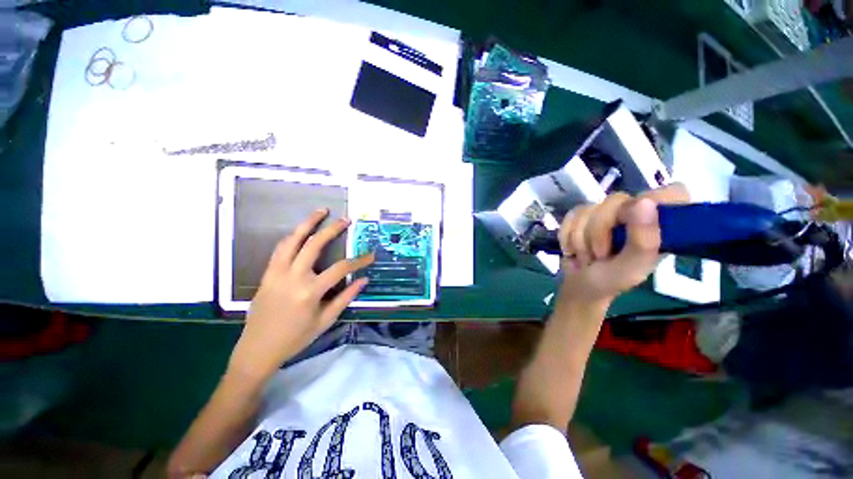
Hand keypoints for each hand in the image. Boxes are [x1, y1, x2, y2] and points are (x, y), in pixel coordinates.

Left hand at [228, 209, 373, 382]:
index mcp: (310, 291)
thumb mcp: (325, 321)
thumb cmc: (295, 338)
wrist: (257, 349)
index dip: (359, 261)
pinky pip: (281, 248)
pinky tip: (302, 231)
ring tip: (321, 212)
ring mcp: (277, 273)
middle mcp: (293, 276)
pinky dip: (293, 236)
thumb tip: (364, 280)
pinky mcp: (267, 273)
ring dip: (307, 223)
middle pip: (314, 244)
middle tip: (345, 219)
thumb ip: (345, 297)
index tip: (371, 255)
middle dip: (332, 229)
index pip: (341, 268)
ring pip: (292, 240)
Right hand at [558, 184, 688, 306]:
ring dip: (581, 238)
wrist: (579, 286)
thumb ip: (642, 241)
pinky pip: (571, 215)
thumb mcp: (631, 268)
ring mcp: (607, 213)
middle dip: (599, 231)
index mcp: (660, 224)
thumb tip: (643, 202)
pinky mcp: (584, 214)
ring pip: (588, 209)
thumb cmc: (611, 281)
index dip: (653, 202)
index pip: (672, 192)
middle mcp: (636, 213)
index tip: (635, 223)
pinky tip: (574, 248)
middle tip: (601, 254)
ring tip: (588, 256)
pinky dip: (567, 235)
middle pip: (616, 200)